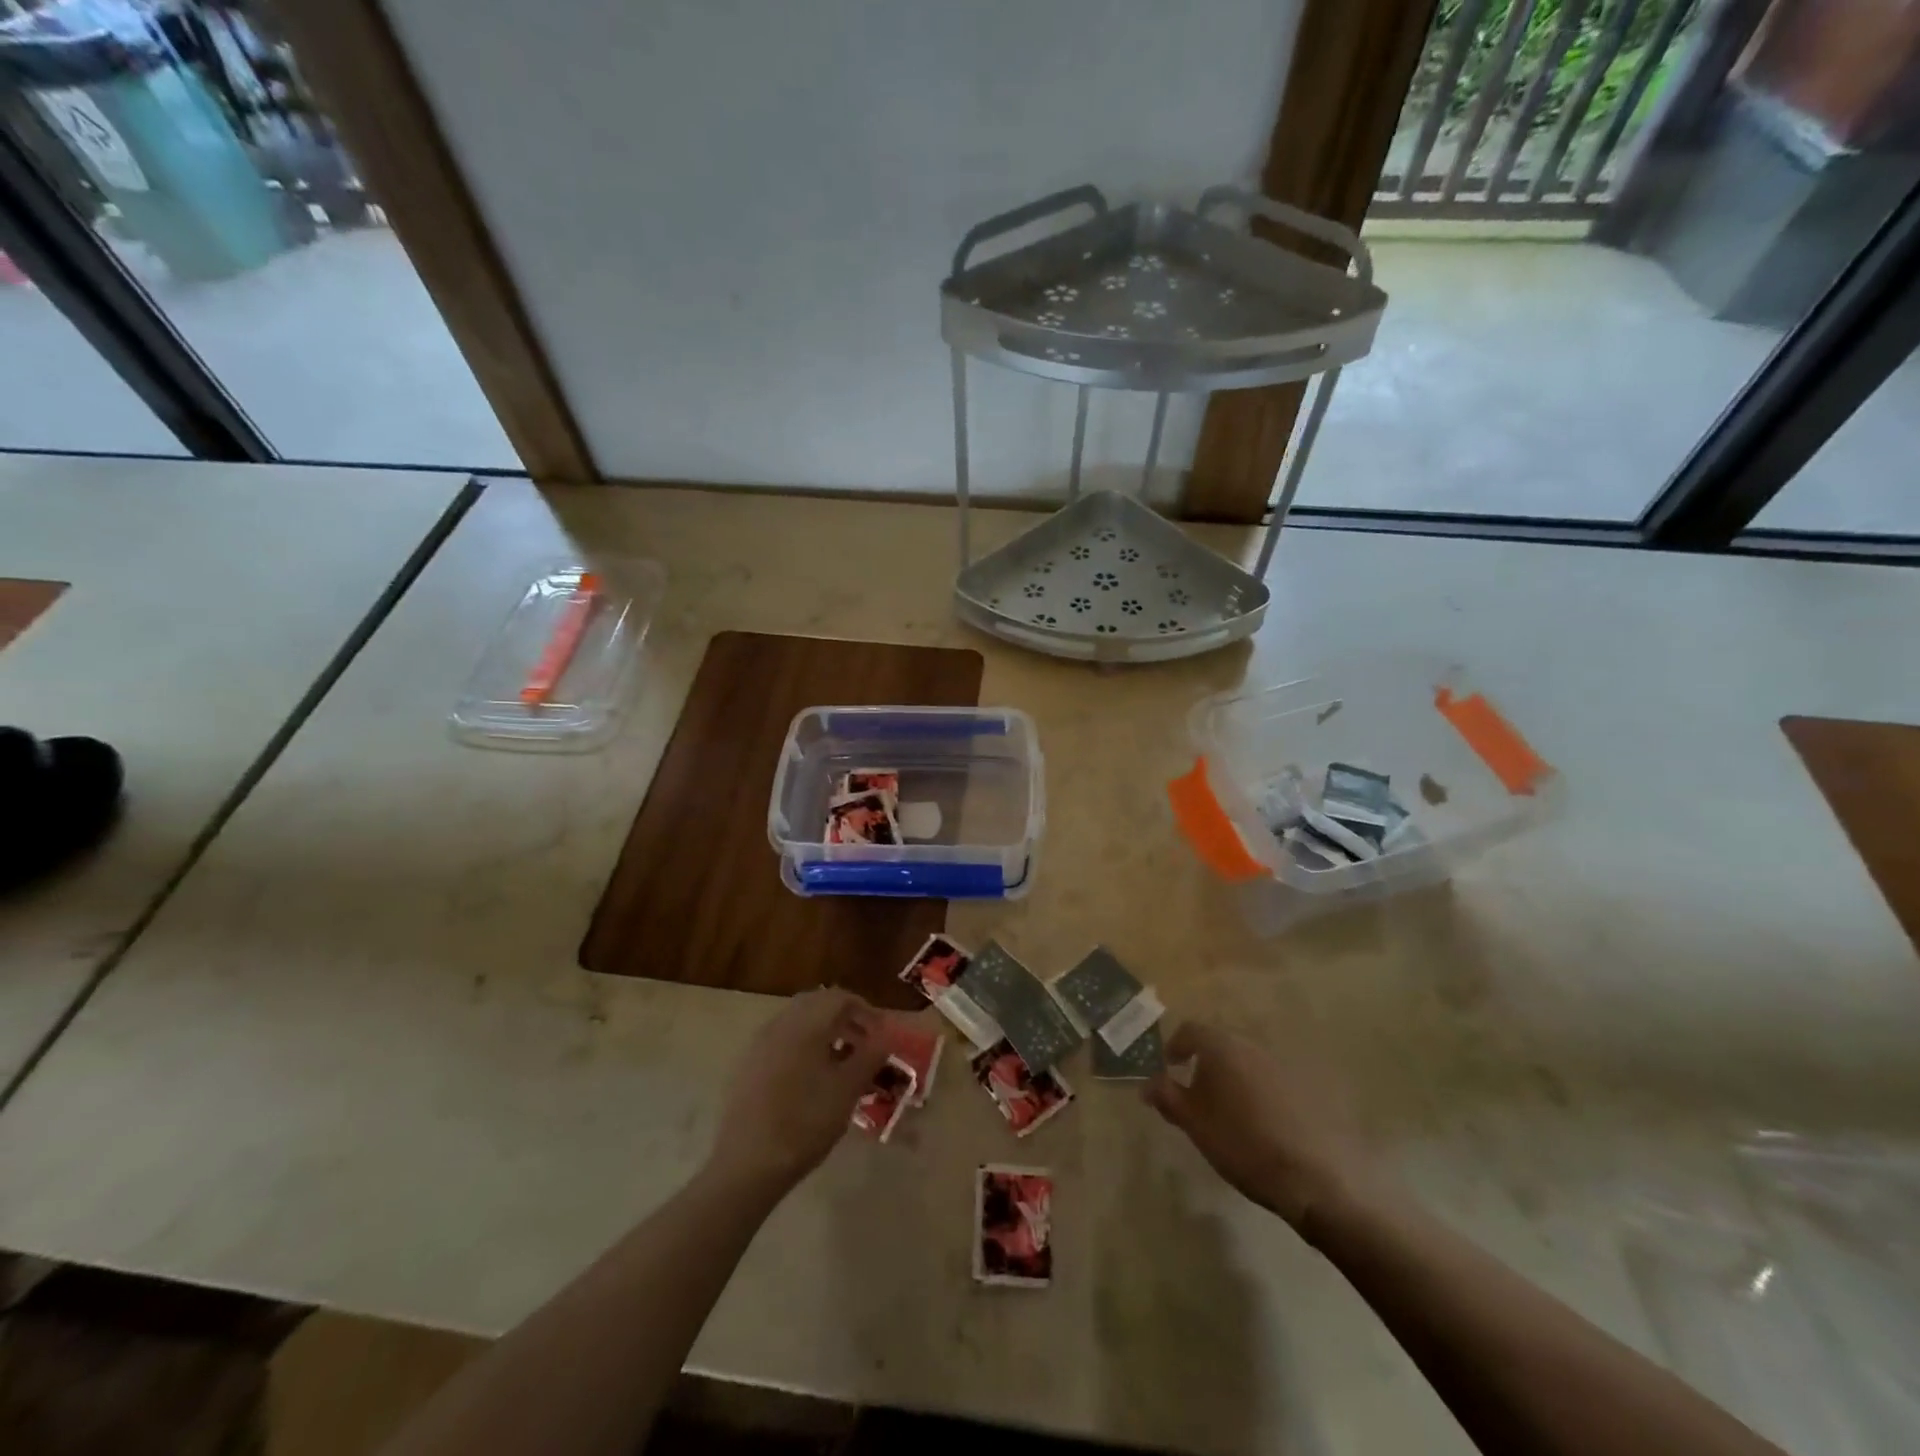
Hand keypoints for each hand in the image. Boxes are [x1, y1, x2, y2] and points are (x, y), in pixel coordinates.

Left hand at [705, 988, 890, 1198]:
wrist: (747, 1165)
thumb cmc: (805, 1123)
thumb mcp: (848, 1090)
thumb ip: (870, 1056)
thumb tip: (886, 1035)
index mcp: (805, 1024)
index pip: (839, 998)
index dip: (865, 1010)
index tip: (881, 1033)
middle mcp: (780, 1024)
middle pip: (816, 1003)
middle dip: (844, 1018)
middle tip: (864, 1042)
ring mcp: (759, 1044)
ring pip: (797, 1021)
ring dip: (823, 1031)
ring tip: (841, 1061)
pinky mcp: (747, 1065)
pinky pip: (781, 1040)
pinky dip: (802, 1045)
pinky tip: (811, 1077)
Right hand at [1145, 1019, 1383, 1232]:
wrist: (1315, 1179)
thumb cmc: (1243, 1144)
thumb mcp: (1194, 1123)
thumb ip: (1166, 1096)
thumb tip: (1146, 1082)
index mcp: (1222, 1047)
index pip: (1190, 1031)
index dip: (1175, 1047)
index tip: (1168, 1069)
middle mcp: (1252, 1046)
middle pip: (1220, 1044)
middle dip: (1204, 1063)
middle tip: (1195, 1094)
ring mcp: (1283, 1065)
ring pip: (1246, 1062)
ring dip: (1232, 1078)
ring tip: (1226, 1112)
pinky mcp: (1307, 1088)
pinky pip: (1271, 1080)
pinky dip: (1258, 1092)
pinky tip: (1259, 1123)